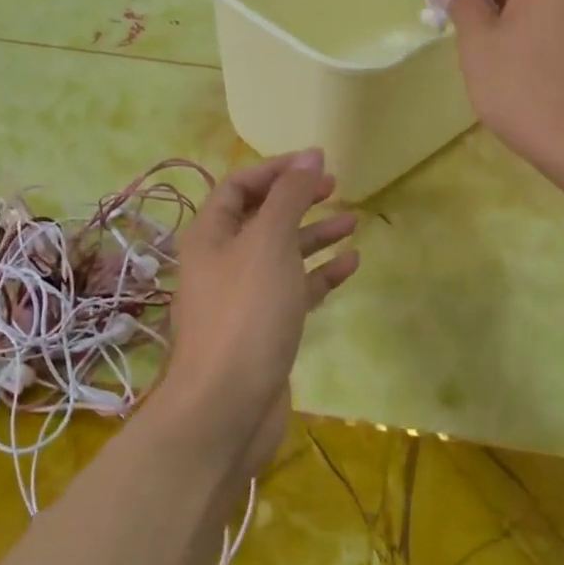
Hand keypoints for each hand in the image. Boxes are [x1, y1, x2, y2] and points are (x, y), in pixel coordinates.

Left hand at [160, 151, 359, 475]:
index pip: (239, 185)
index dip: (276, 169)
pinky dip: (320, 274)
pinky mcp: (265, 327)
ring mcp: (244, 296)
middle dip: (297, 199)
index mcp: (211, 235)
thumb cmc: (246, 312)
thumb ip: (290, 196)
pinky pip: (295, 289)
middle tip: (335, 187)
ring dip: (314, 234)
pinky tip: (350, 264)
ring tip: (352, 221)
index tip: (317, 162)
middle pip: (262, 217)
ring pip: (282, 253)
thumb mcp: (269, 242)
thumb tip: (311, 155)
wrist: (226, 408)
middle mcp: (223, 260)